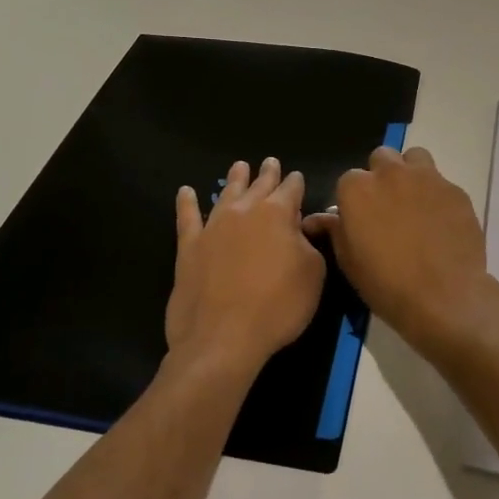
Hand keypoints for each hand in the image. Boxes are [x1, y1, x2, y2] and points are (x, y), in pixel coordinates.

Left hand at [166, 158, 325, 377]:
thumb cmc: (278, 306)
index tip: (297, 177)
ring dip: (235, 179)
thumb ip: (309, 244)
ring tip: (240, 167)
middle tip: (270, 162)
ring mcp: (213, 226)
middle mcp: (245, 211)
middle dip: (268, 173)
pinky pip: (187, 217)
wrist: (223, 337)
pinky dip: (187, 203)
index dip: (296, 182)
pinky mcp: (189, 247)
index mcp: (278, 214)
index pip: (291, 189)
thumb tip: (301, 229)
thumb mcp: (313, 274)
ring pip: (226, 193)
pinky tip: (186, 191)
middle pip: (259, 185)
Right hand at [303, 146, 492, 353]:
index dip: (354, 200)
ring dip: (410, 173)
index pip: (348, 180)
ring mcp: (427, 178)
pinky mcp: (455, 190)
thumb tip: (317, 219)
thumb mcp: (349, 262)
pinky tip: (441, 223)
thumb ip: (335, 231)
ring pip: (414, 158)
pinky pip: (441, 183)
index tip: (360, 220)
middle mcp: (390, 173)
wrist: (444, 297)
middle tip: (387, 208)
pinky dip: (437, 196)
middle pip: (382, 158)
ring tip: (414, 203)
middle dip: (381, 177)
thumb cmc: (386, 284)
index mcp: (357, 189)